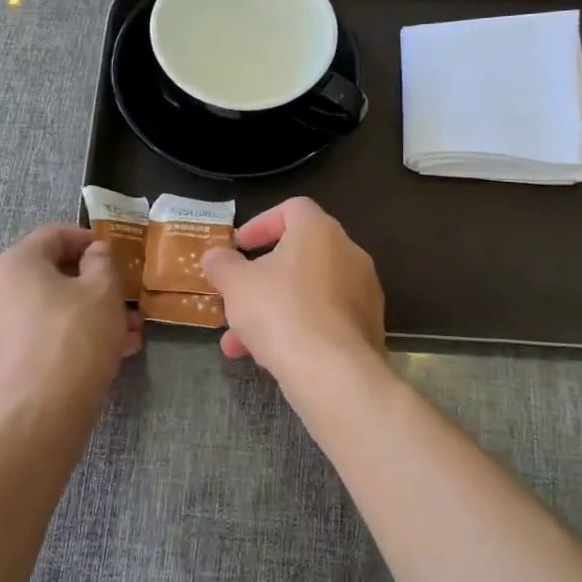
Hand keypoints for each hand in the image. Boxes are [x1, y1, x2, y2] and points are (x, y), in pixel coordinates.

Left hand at [0, 226, 142, 421]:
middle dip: (95, 287)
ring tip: (128, 336)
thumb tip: (93, 253)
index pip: (53, 235)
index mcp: (14, 264)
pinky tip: (105, 358)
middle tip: (127, 301)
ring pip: (49, 310)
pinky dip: (69, 339)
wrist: (35, 419)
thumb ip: (102, 262)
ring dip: (89, 316)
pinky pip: (38, 338)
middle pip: (51, 276)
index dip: (88, 239)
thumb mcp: (103, 292)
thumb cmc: (73, 340)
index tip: (116, 255)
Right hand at [201, 198, 385, 382]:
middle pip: (299, 255)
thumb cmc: (281, 312)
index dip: (261, 223)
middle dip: (261, 278)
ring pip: (308, 293)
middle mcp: (349, 254)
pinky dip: (297, 329)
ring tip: (238, 342)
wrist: (335, 373)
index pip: (292, 209)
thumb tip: (215, 255)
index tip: (238, 246)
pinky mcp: (367, 328)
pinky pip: (325, 319)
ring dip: (272, 310)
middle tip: (236, 296)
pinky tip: (269, 358)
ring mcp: (363, 292)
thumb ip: (222, 264)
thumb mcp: (236, 285)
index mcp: (320, 231)